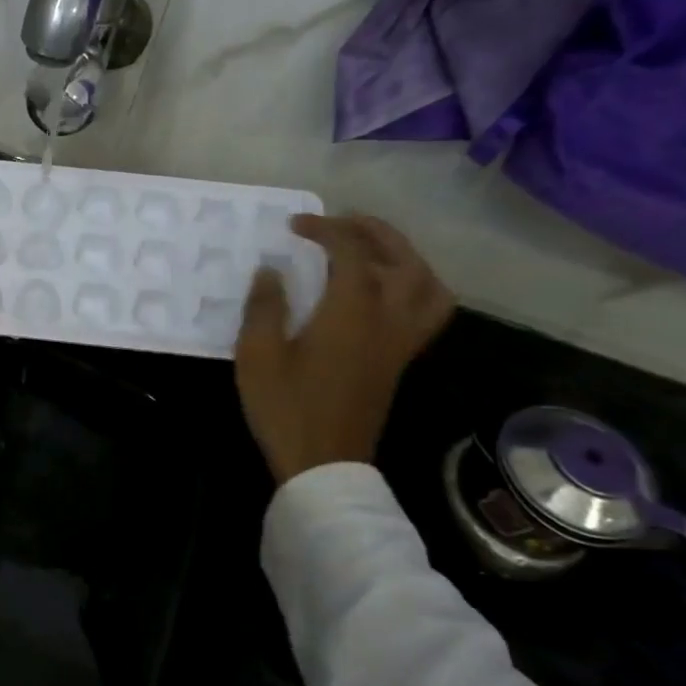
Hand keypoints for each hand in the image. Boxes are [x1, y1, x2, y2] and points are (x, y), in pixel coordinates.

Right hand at [235, 214, 453, 483]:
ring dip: (404, 256)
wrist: (324, 463)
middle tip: (340, 222)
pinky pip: (428, 309)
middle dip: (373, 231)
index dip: (325, 230)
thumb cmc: (286, 407)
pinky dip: (415, 286)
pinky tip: (384, 292)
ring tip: (371, 250)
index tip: (294, 226)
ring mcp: (401, 341)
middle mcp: (387, 319)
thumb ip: (264, 307)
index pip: (350, 252)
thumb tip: (271, 271)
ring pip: (427, 284)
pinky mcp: (401, 360)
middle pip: (401, 259)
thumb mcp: (257, 355)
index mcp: (351, 313)